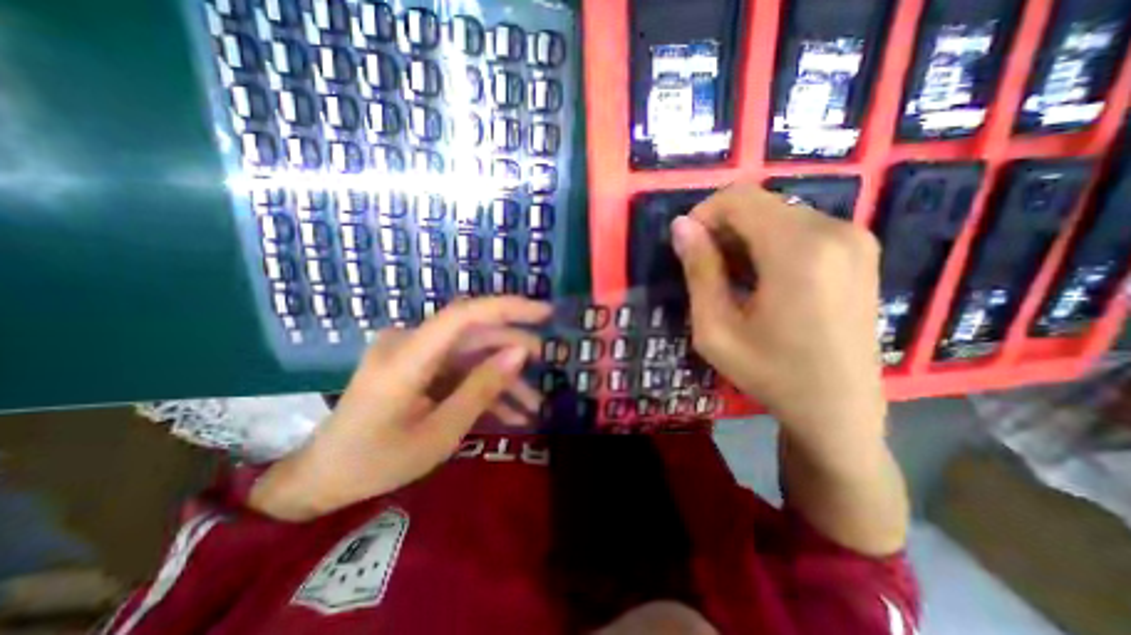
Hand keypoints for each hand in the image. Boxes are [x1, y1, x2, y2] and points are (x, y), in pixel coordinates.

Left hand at [249, 297, 552, 519]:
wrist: (325, 477)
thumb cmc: (378, 462)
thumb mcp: (439, 433)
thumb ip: (481, 389)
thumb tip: (520, 354)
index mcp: (407, 356)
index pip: (464, 315)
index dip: (508, 307)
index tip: (545, 312)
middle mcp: (411, 343)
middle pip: (474, 335)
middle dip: (514, 350)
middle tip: (548, 366)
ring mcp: (415, 354)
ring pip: (473, 354)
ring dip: (504, 377)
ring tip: (534, 404)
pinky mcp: (419, 367)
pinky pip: (460, 369)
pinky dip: (485, 387)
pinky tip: (511, 412)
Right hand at [665, 183, 888, 450]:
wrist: (838, 409)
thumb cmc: (770, 373)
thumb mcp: (715, 328)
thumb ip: (698, 271)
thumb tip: (680, 226)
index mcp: (798, 250)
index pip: (738, 198)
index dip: (703, 215)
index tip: (688, 248)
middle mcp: (834, 231)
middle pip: (758, 204)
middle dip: (722, 229)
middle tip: (707, 271)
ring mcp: (854, 238)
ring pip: (777, 214)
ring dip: (744, 238)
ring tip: (733, 280)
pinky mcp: (859, 250)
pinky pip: (800, 228)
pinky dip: (769, 244)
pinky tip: (762, 280)